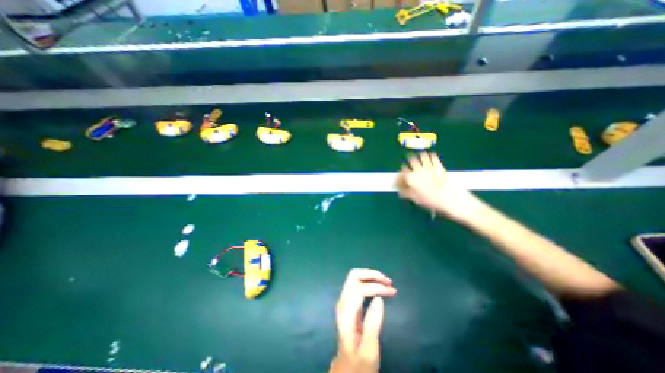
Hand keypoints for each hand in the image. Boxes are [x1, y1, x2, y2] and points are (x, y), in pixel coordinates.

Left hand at [329, 267, 396, 372]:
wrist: (346, 368)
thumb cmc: (359, 361)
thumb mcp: (369, 349)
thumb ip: (372, 323)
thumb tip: (379, 298)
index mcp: (346, 312)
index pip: (359, 289)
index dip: (376, 287)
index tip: (392, 292)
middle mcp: (342, 301)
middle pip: (354, 275)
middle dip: (372, 274)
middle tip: (388, 282)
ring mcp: (344, 300)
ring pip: (355, 276)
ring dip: (371, 275)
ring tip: (387, 282)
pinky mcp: (348, 301)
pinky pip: (357, 282)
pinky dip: (369, 280)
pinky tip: (379, 286)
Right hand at [397, 152, 486, 221]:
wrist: (450, 199)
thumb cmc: (431, 201)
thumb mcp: (415, 199)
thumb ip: (406, 193)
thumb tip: (400, 191)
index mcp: (410, 178)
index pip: (402, 174)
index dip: (400, 176)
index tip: (401, 179)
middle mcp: (418, 170)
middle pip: (411, 162)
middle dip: (409, 163)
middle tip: (410, 165)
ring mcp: (429, 167)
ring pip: (421, 157)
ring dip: (419, 157)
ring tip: (419, 157)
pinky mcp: (439, 166)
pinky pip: (433, 157)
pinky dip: (431, 156)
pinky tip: (431, 155)